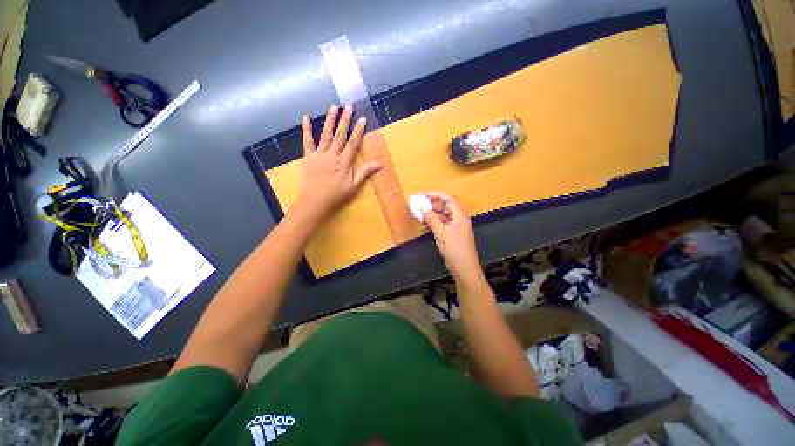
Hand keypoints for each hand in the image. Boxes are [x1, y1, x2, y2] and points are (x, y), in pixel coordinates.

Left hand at [296, 104, 379, 219]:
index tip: (362, 119)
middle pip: (340, 135)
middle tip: (348, 106)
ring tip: (333, 107)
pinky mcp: (308, 157)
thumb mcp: (354, 186)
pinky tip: (306, 118)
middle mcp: (332, 155)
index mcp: (344, 162)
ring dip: (330, 120)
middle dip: (345, 120)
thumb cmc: (336, 195)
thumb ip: (364, 173)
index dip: (358, 131)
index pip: (353, 143)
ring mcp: (319, 155)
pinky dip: (307, 130)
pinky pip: (307, 142)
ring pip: (325, 135)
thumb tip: (378, 164)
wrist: (315, 201)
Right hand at [421, 192, 482, 281]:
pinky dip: (433, 223)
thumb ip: (432, 219)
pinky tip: (424, 226)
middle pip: (444, 207)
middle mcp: (458, 218)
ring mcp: (455, 227)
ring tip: (418, 218)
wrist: (464, 268)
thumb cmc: (455, 249)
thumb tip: (423, 207)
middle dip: (431, 206)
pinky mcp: (451, 234)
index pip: (448, 199)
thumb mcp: (441, 233)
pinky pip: (441, 224)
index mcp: (459, 215)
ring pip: (441, 216)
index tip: (422, 196)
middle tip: (418, 208)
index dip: (435, 195)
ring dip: (430, 216)